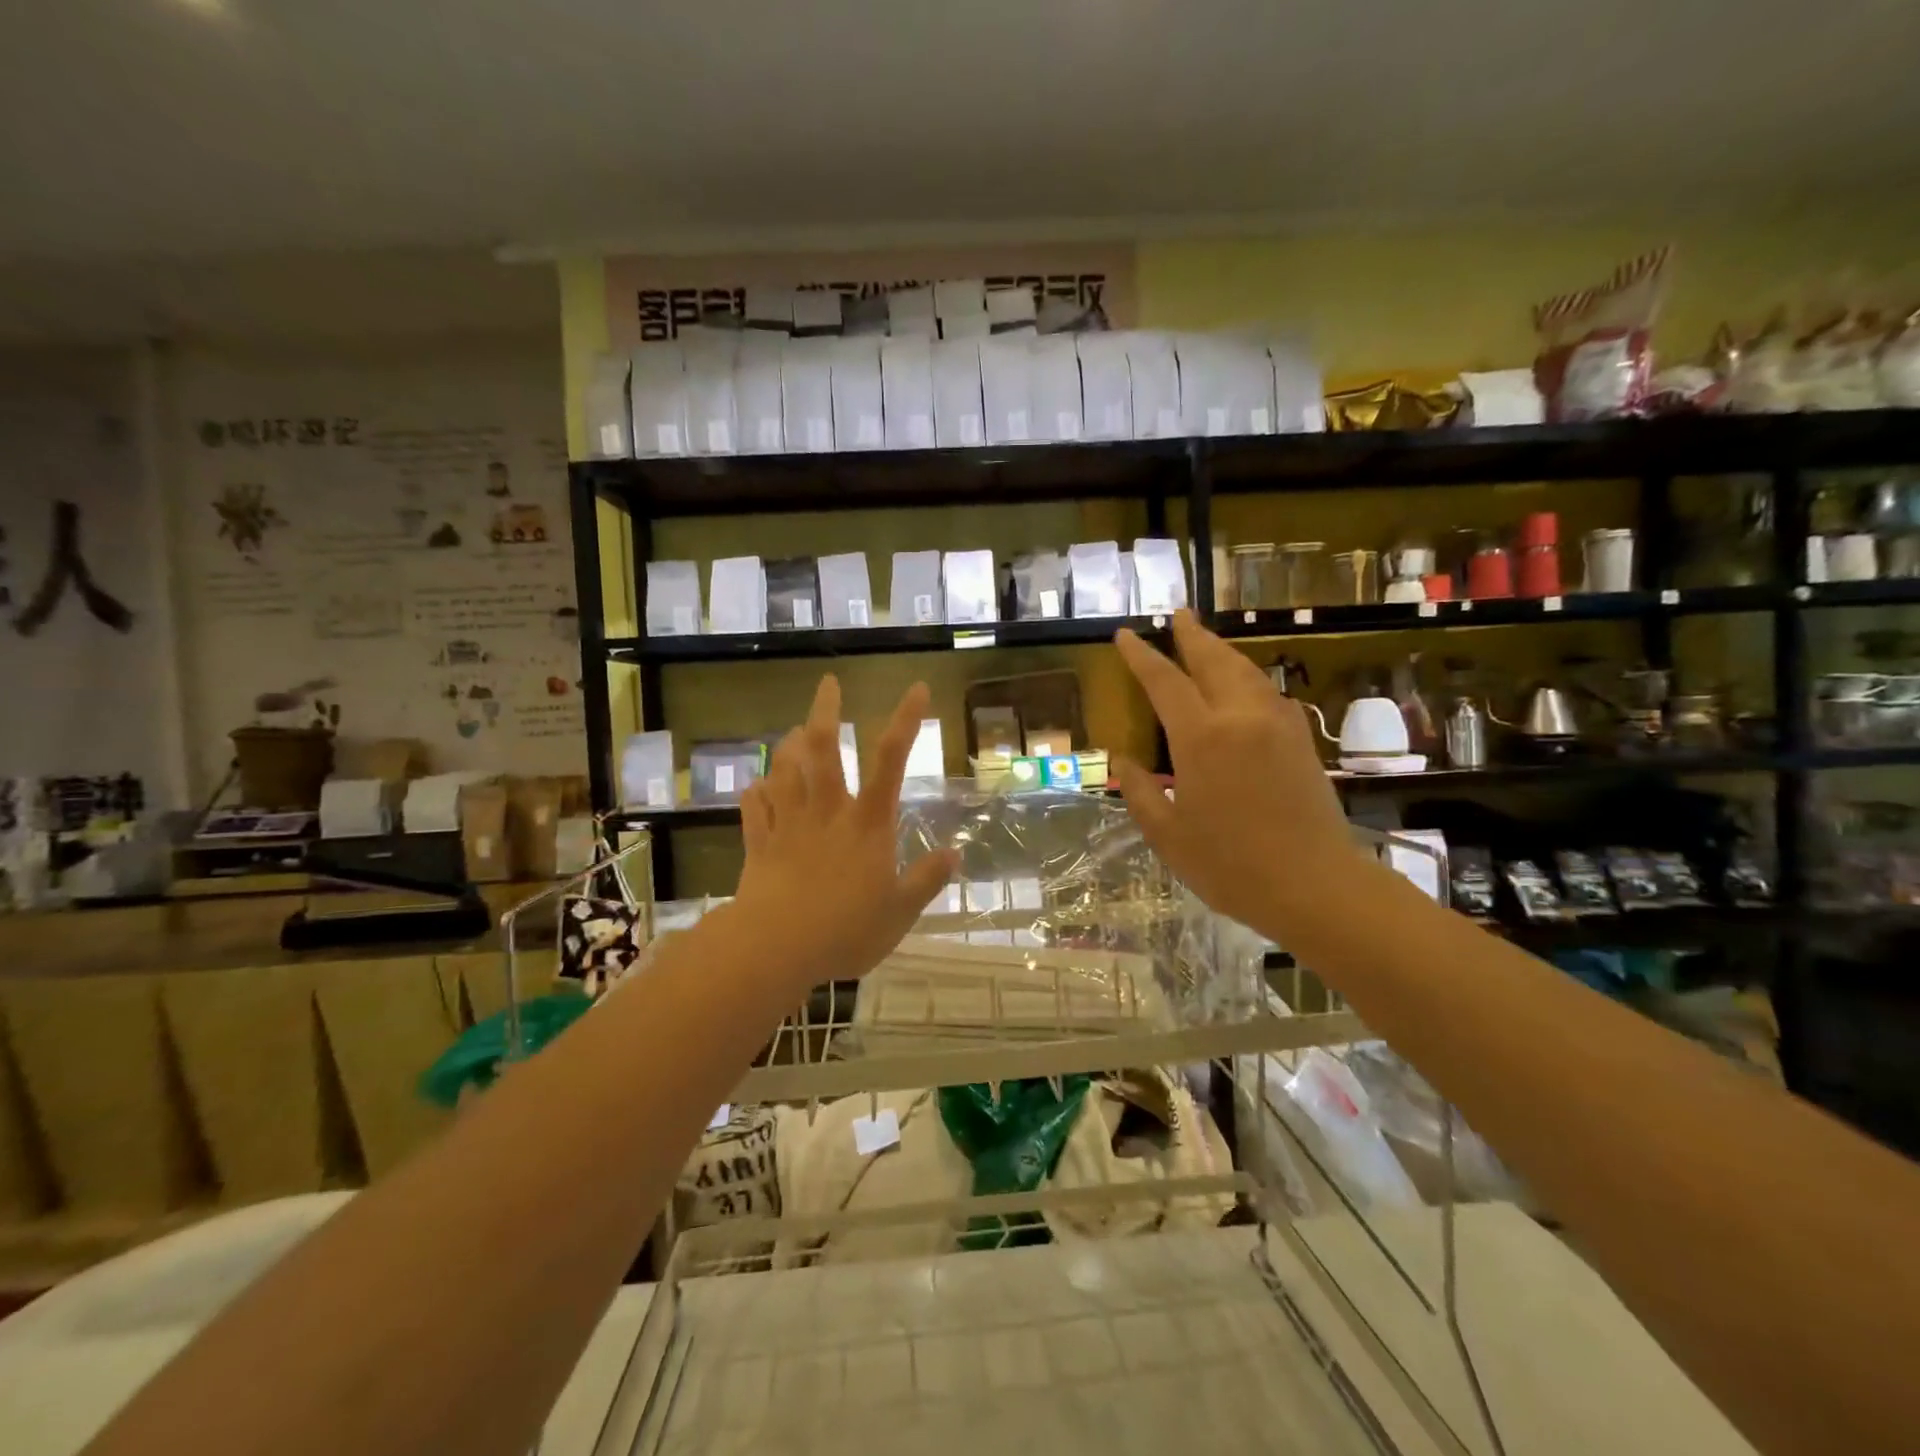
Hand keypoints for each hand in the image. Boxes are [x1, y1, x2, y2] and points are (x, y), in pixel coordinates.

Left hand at [733, 676, 956, 993]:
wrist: (775, 948)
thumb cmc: (845, 930)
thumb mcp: (900, 912)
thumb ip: (926, 880)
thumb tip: (956, 854)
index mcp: (867, 823)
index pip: (890, 761)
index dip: (905, 721)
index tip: (916, 688)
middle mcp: (827, 812)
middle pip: (821, 749)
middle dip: (825, 711)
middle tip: (827, 683)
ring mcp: (788, 825)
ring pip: (783, 771)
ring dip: (788, 747)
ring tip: (791, 733)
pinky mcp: (758, 844)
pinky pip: (753, 809)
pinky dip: (755, 793)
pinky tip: (755, 787)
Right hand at [1111, 610, 1360, 937]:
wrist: (1316, 887)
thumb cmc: (1231, 866)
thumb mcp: (1168, 836)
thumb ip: (1140, 792)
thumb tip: (1123, 761)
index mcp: (1202, 738)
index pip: (1165, 682)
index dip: (1142, 656)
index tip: (1126, 635)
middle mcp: (1241, 718)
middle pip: (1213, 661)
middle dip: (1192, 635)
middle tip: (1178, 616)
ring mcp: (1278, 725)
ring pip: (1247, 671)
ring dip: (1223, 652)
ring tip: (1206, 641)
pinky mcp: (1301, 740)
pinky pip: (1270, 693)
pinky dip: (1249, 678)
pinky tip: (1245, 686)